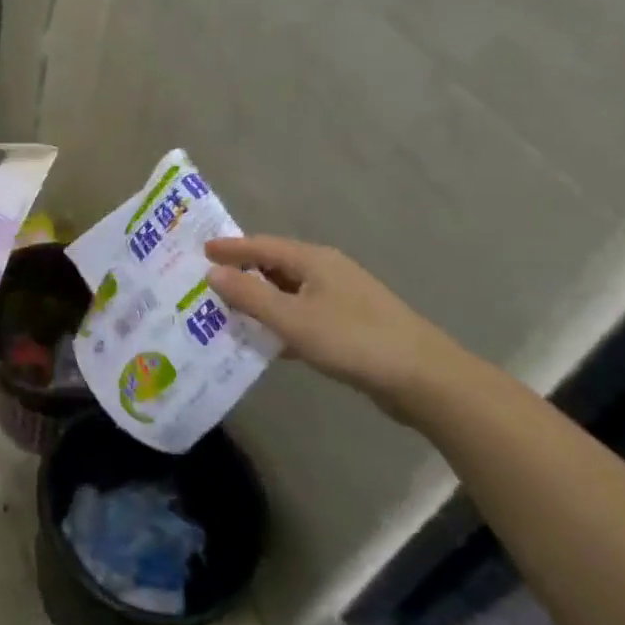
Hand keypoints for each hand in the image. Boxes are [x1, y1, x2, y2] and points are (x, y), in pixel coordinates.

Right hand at [204, 236, 480, 416]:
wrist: (424, 378)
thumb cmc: (353, 340)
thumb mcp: (293, 319)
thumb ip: (250, 295)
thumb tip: (212, 272)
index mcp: (313, 261)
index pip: (261, 245)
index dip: (230, 248)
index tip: (200, 250)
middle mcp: (327, 272)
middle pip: (275, 266)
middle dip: (242, 274)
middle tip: (207, 283)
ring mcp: (341, 299)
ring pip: (289, 293)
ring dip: (260, 301)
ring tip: (226, 312)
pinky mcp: (350, 326)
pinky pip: (303, 316)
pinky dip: (280, 323)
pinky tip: (265, 342)